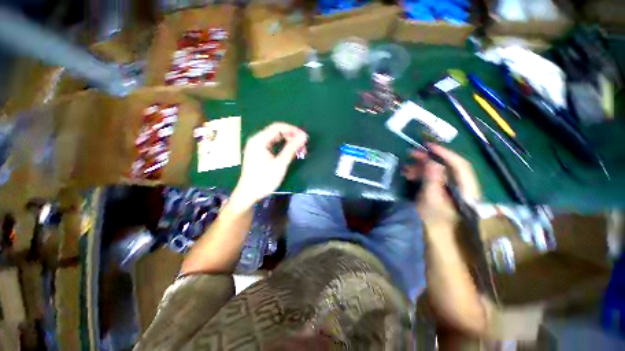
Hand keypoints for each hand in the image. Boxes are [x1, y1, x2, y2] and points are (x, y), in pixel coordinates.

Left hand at [231, 123, 307, 207]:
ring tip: (299, 150)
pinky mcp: (258, 153)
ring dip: (288, 142)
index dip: (293, 130)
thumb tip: (303, 137)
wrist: (248, 194)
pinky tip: (290, 153)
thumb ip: (292, 148)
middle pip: (277, 132)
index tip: (305, 137)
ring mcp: (256, 147)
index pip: (278, 127)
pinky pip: (272, 145)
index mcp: (259, 140)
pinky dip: (282, 147)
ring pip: (275, 139)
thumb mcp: (280, 164)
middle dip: (291, 137)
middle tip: (303, 146)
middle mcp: (256, 140)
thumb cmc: (264, 179)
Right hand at [402, 144, 480, 231]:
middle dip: (429, 159)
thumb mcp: (431, 200)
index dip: (445, 153)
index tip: (428, 146)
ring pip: (439, 172)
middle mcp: (462, 186)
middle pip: (448, 167)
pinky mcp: (444, 193)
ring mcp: (453, 189)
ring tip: (406, 168)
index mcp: (466, 188)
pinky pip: (434, 179)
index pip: (459, 164)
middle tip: (412, 154)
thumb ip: (433, 180)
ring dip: (422, 168)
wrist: (439, 238)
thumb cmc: (435, 221)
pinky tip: (410, 176)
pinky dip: (422, 175)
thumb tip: (432, 162)